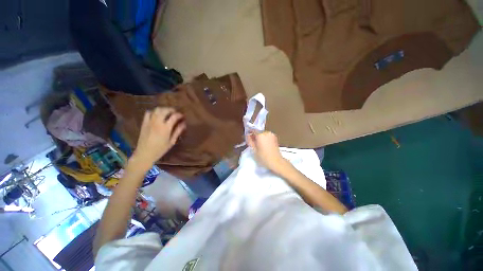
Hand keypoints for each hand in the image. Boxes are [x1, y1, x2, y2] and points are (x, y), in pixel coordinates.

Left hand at [131, 107, 185, 168]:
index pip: (174, 116)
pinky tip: (157, 115)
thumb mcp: (171, 141)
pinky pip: (148, 113)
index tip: (182, 116)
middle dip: (171, 109)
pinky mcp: (144, 123)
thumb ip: (178, 131)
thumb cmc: (160, 149)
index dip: (179, 115)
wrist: (144, 153)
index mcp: (166, 128)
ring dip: (163, 109)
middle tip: (176, 112)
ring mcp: (149, 122)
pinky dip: (154, 111)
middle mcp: (157, 123)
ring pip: (156, 110)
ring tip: (167, 113)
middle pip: (165, 110)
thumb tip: (184, 124)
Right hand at [246, 131, 287, 172]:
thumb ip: (250, 141)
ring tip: (259, 145)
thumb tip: (248, 136)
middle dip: (255, 136)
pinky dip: (265, 139)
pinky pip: (267, 136)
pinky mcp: (275, 138)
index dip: (250, 133)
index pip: (253, 130)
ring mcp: (272, 135)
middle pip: (258, 131)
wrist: (276, 161)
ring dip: (260, 137)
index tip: (248, 137)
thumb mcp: (254, 149)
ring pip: (263, 134)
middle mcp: (267, 133)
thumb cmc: (264, 157)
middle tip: (253, 142)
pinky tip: (264, 145)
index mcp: (260, 134)